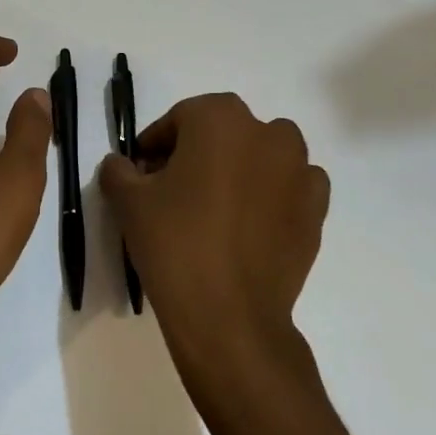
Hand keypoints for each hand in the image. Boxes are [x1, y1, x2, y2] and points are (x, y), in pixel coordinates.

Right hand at [99, 94, 328, 393]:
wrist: (229, 316)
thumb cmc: (175, 244)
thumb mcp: (129, 202)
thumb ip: (119, 170)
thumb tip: (121, 165)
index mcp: (219, 118)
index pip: (180, 119)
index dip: (157, 144)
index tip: (142, 173)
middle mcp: (266, 132)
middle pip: (224, 131)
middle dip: (198, 152)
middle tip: (174, 189)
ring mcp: (298, 170)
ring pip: (264, 153)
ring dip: (242, 167)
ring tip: (217, 206)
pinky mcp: (316, 209)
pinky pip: (292, 186)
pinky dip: (274, 194)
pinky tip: (251, 223)